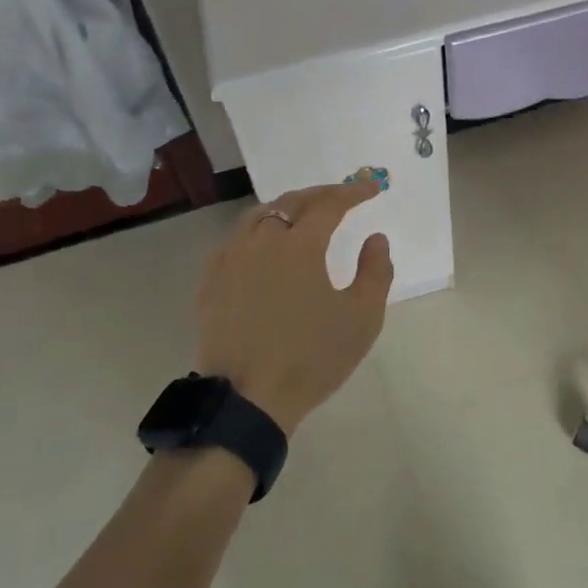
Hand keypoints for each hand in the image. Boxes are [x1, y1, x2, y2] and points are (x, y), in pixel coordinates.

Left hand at [193, 180, 393, 434]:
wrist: (247, 399)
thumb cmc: (311, 357)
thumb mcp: (362, 318)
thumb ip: (376, 271)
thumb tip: (376, 238)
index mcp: (300, 244)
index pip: (330, 204)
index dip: (353, 192)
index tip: (373, 188)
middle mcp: (262, 240)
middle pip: (292, 201)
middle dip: (322, 194)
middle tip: (343, 196)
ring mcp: (231, 258)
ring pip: (259, 215)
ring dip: (286, 207)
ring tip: (303, 213)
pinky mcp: (211, 280)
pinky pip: (235, 239)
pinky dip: (258, 230)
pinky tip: (263, 243)